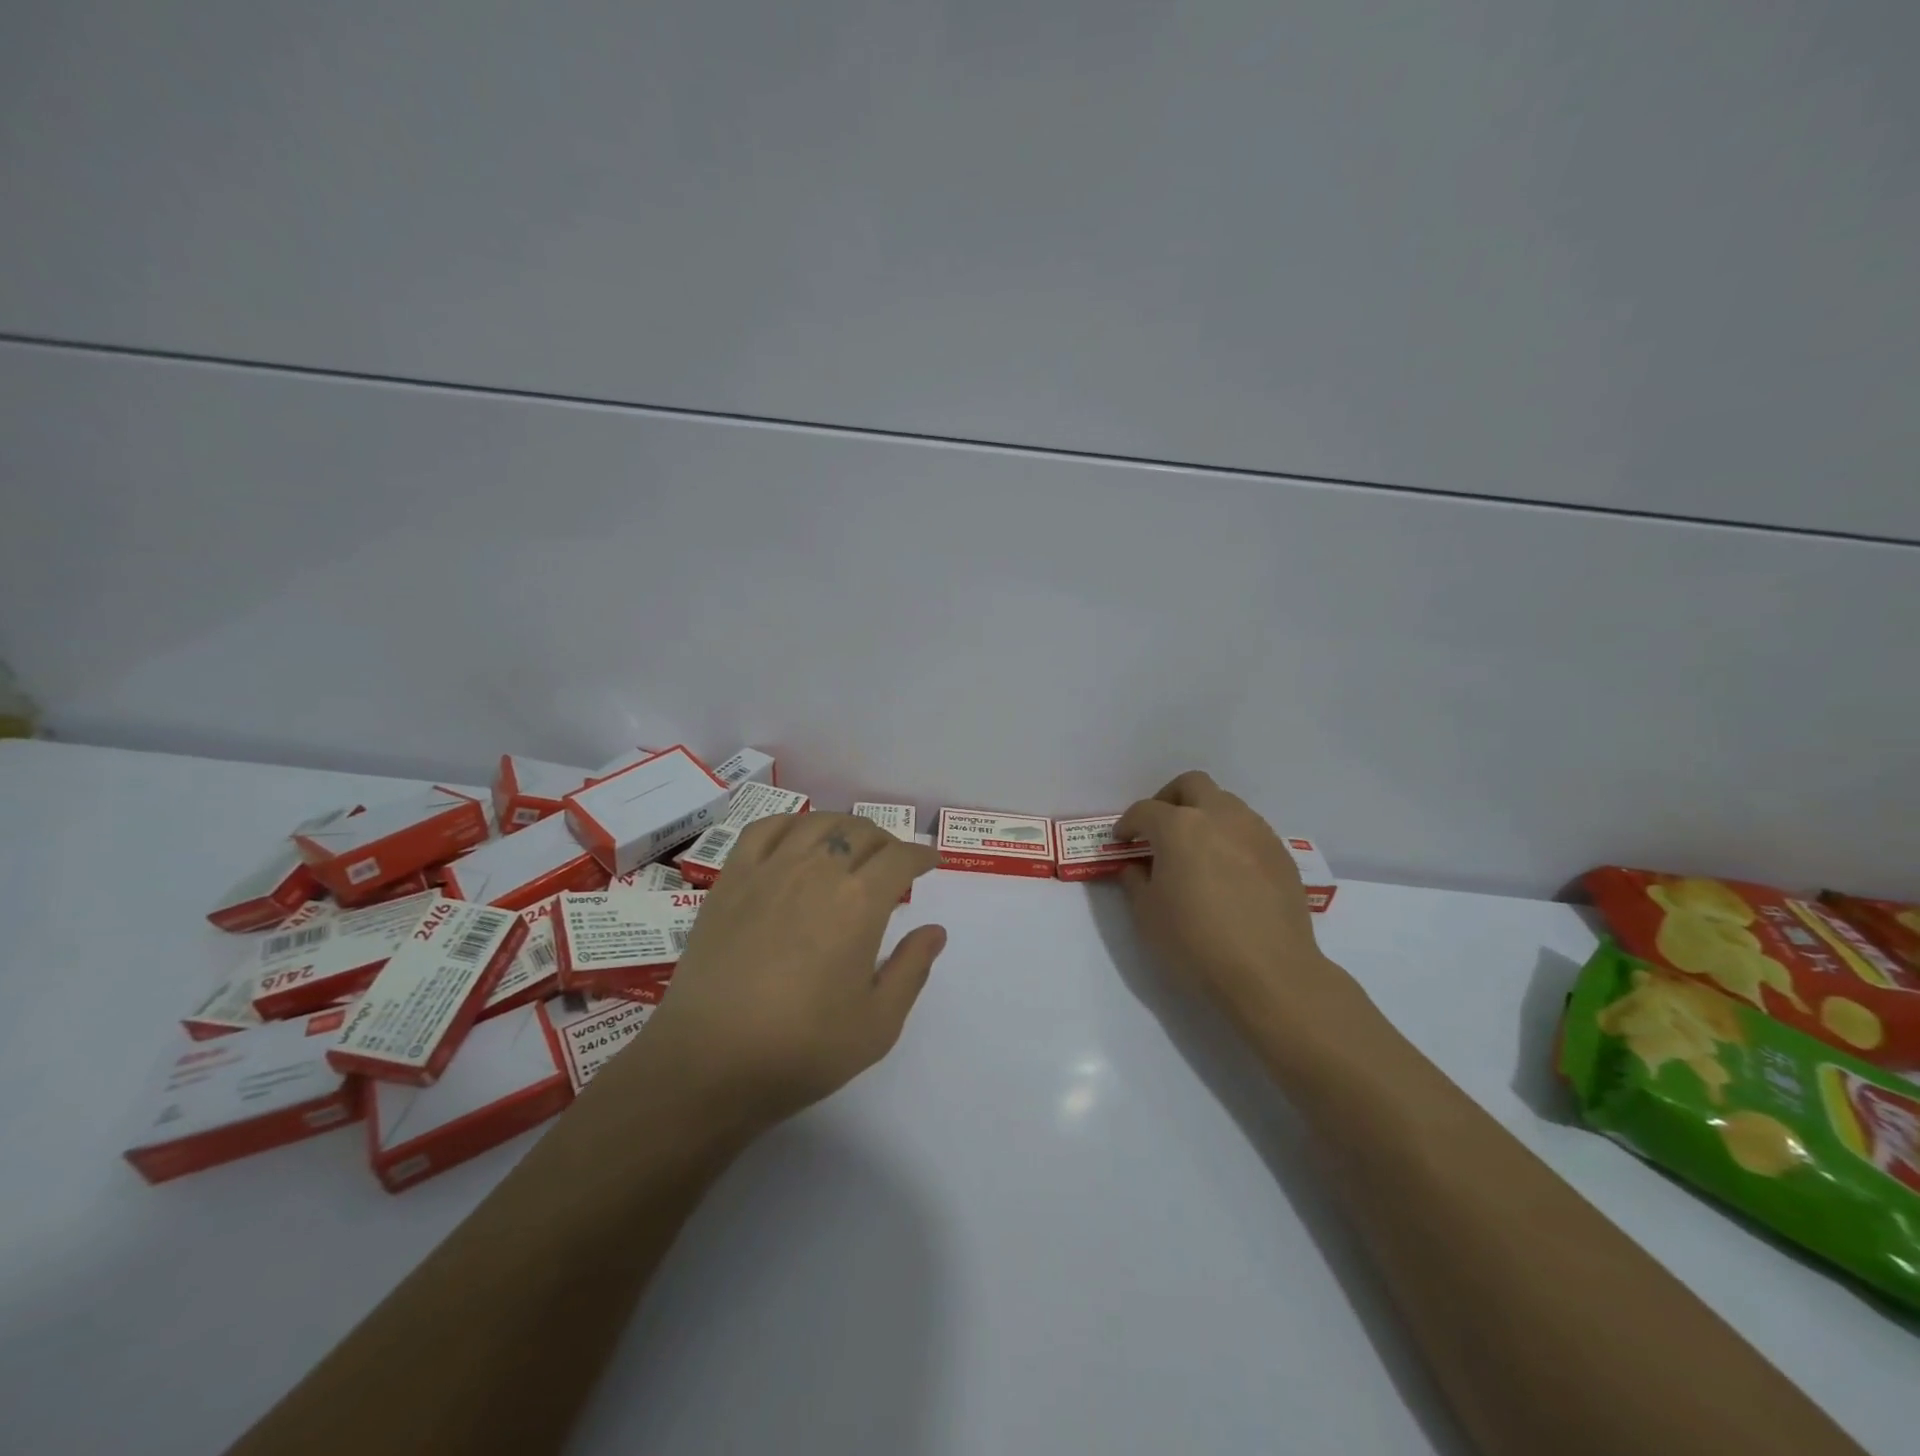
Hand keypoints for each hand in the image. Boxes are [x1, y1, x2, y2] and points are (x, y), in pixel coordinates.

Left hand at [623, 812, 946, 1129]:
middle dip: (887, 842)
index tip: (929, 862)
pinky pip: (765, 829)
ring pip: (817, 823)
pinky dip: (791, 823)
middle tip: (892, 863)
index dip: (921, 855)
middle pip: (861, 832)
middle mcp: (817, 871)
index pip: (900, 858)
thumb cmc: (800, 1049)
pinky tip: (797, 838)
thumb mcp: (877, 1025)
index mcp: (860, 902)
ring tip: (850, 845)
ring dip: (844, 827)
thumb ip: (911, 970)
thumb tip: (935, 931)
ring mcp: (769, 870)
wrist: (707, 1062)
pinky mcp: (731, 879)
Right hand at [1115, 772, 1361, 1030]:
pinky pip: (1249, 830)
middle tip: (1159, 829)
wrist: (1270, 973)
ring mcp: (1255, 832)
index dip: (1128, 824)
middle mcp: (1219, 816)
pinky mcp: (1281, 854)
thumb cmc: (1195, 943)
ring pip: (1225, 803)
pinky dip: (1231, 838)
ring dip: (1204, 816)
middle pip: (1191, 785)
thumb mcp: (1147, 916)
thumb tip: (1137, 868)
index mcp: (1179, 827)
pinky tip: (1227, 872)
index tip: (1122, 841)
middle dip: (1169, 800)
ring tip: (1196, 850)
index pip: (1145, 810)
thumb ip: (1136, 882)